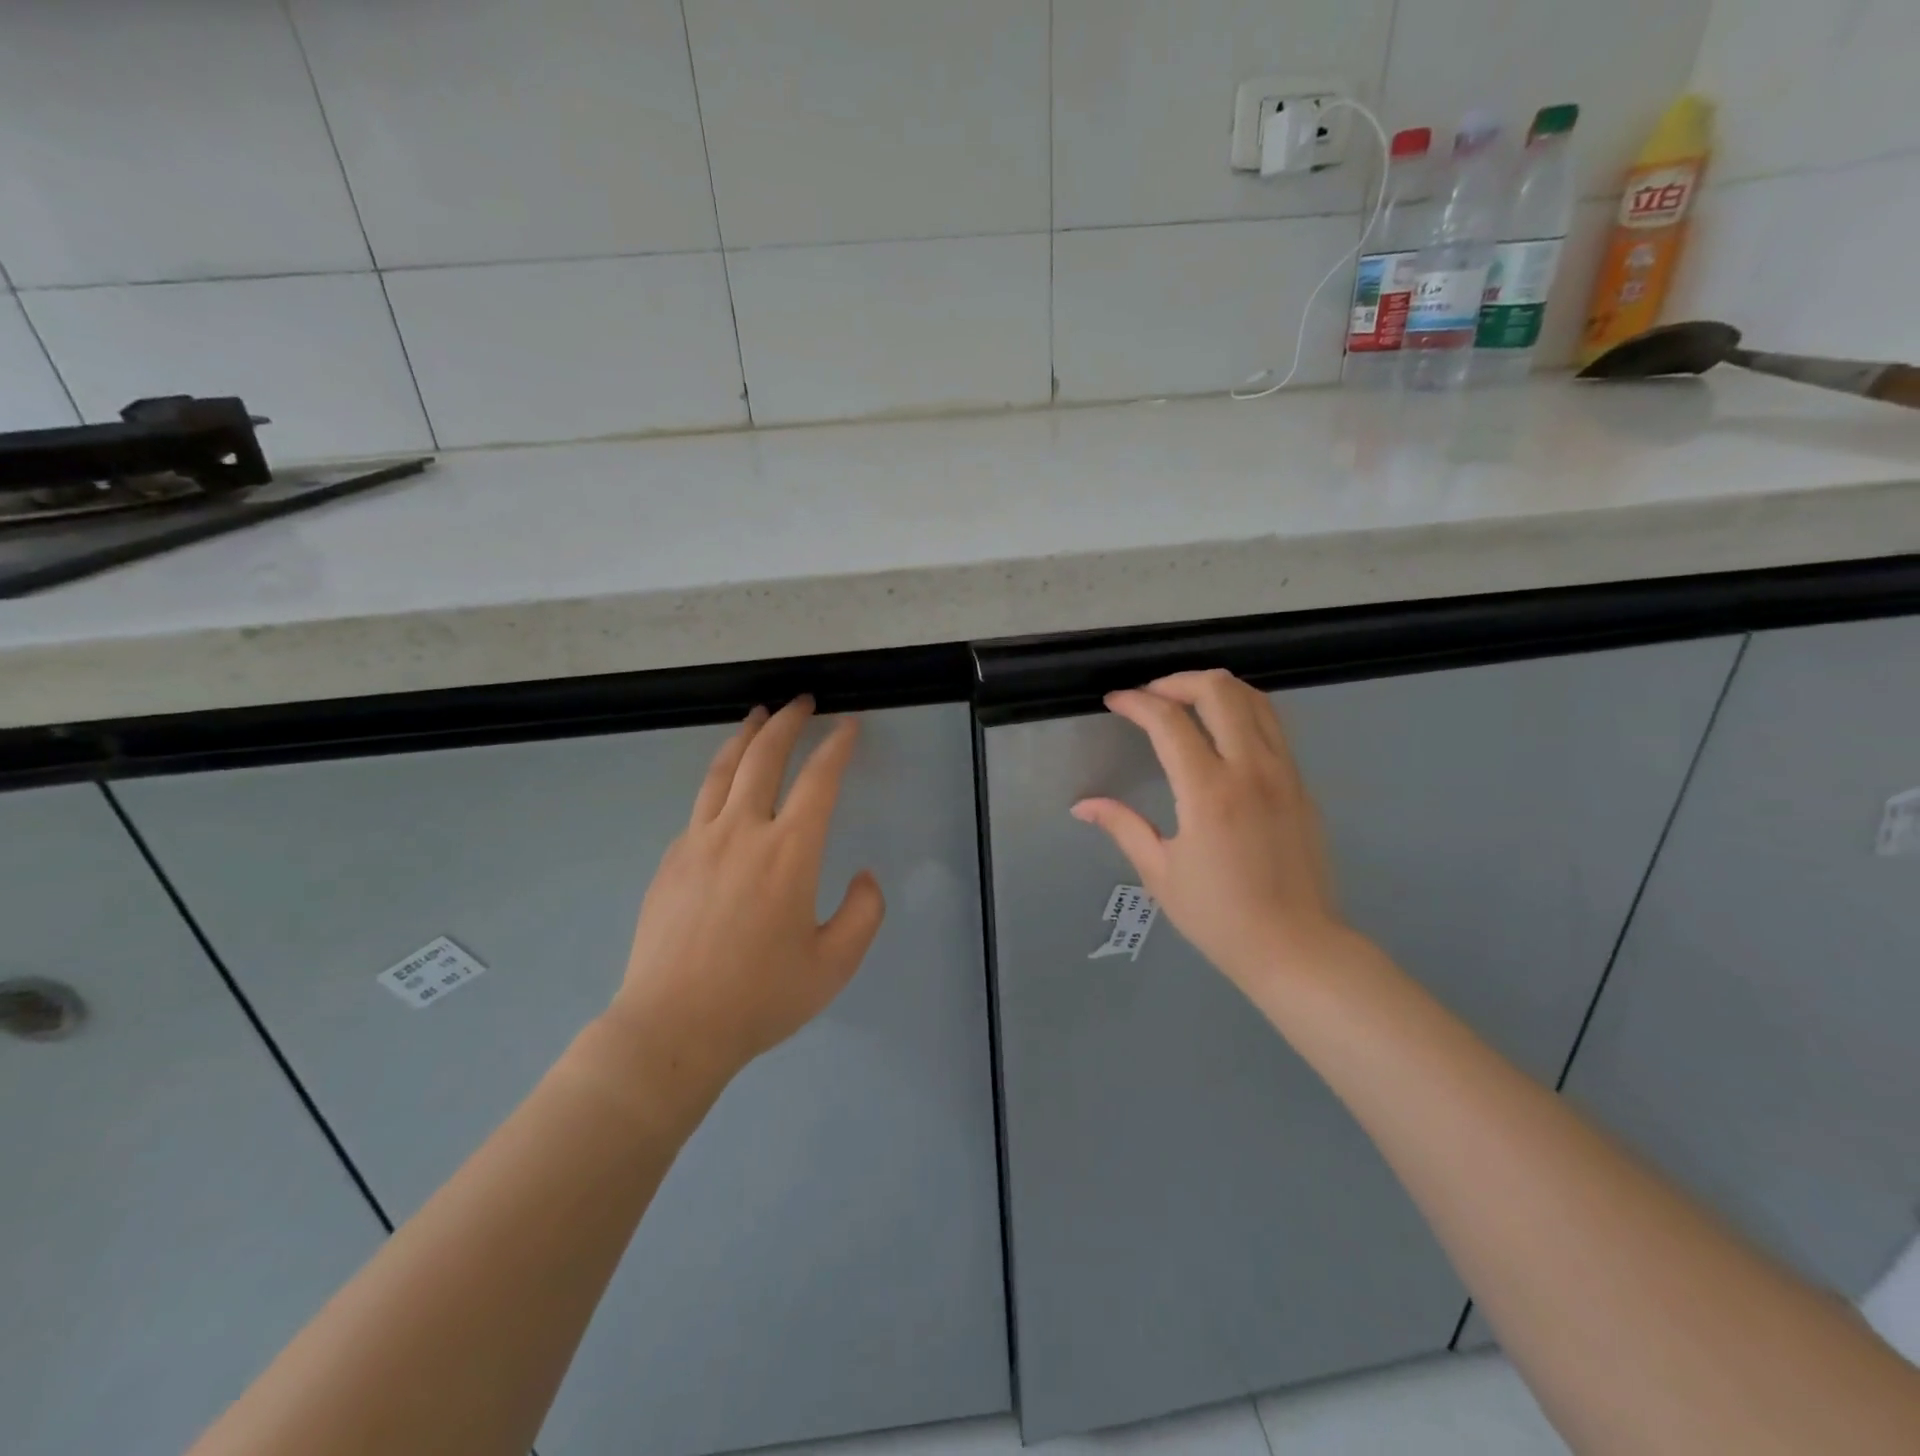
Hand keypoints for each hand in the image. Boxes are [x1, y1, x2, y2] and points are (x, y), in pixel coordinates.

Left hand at [603, 697, 885, 1100]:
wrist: (671, 1028)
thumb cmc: (760, 998)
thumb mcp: (834, 965)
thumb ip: (863, 914)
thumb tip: (865, 875)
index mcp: (789, 853)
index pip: (819, 780)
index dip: (837, 747)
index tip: (848, 726)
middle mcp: (742, 833)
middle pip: (764, 757)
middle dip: (787, 722)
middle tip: (802, 701)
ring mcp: (698, 842)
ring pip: (723, 770)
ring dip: (745, 736)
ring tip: (758, 716)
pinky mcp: (671, 859)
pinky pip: (699, 805)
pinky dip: (720, 780)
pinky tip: (726, 788)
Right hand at [1072, 670, 1356, 998]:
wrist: (1297, 948)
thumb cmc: (1219, 917)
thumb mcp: (1160, 873)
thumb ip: (1122, 827)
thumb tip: (1082, 805)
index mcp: (1209, 792)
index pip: (1169, 721)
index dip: (1136, 702)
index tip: (1115, 702)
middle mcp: (1251, 769)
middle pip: (1219, 691)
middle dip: (1178, 681)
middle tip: (1151, 696)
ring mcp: (1284, 773)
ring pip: (1256, 700)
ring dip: (1216, 689)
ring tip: (1185, 702)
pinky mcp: (1303, 785)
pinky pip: (1274, 726)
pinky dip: (1243, 711)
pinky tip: (1222, 732)